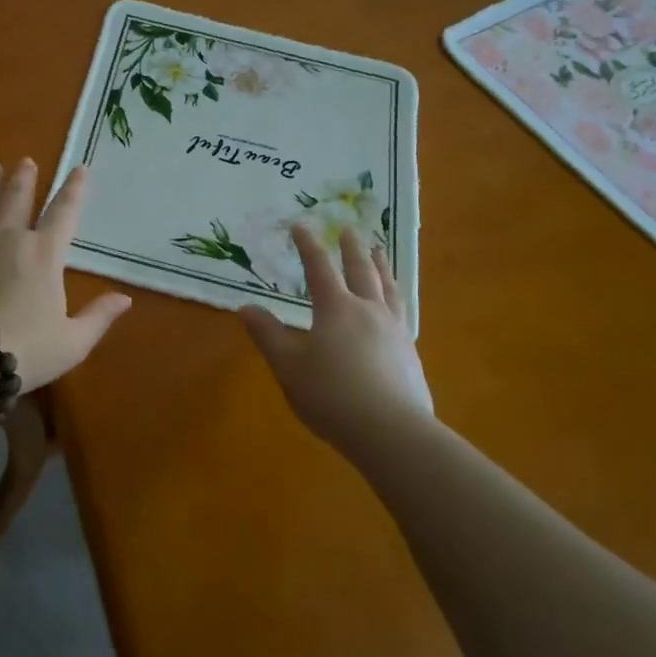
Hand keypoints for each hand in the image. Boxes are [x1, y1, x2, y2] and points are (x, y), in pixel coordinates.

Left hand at [0, 160, 132, 390]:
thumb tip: (126, 298)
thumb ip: (99, 317)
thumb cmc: (22, 350)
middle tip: (26, 161)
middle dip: (25, 178)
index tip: (79, 169)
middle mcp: (9, 237)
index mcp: (44, 254)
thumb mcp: (71, 343)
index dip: (73, 189)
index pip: (64, 212)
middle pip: (18, 198)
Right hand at [239, 225, 433, 450]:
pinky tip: (394, 305)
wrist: (391, 431)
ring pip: (387, 288)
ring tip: (379, 252)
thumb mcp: (288, 366)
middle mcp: (368, 310)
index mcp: (336, 308)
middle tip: (349, 230)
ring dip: (381, 266)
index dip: (308, 246)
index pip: (319, 268)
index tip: (300, 225)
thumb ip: (268, 335)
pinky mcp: (409, 353)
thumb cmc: (331, 395)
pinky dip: (394, 296)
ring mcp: (394, 330)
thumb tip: (246, 308)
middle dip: (352, 248)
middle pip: (361, 270)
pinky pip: (401, 311)